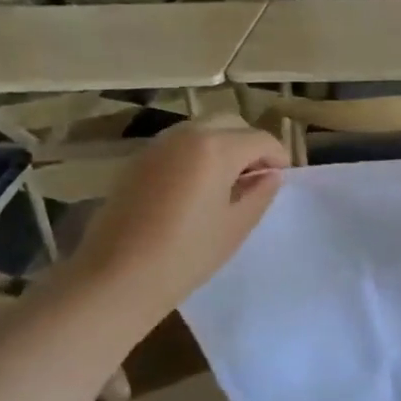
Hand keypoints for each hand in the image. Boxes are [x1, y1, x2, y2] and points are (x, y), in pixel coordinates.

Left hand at [60, 124, 287, 324]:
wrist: (117, 276)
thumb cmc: (187, 253)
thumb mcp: (236, 226)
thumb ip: (260, 194)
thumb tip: (270, 176)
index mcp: (216, 148)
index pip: (260, 140)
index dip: (278, 157)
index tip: (282, 179)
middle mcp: (186, 135)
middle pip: (230, 124)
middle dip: (250, 145)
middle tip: (257, 178)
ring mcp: (157, 146)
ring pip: (202, 131)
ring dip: (222, 147)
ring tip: (227, 184)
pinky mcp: (137, 162)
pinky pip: (178, 147)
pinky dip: (196, 156)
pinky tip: (196, 190)